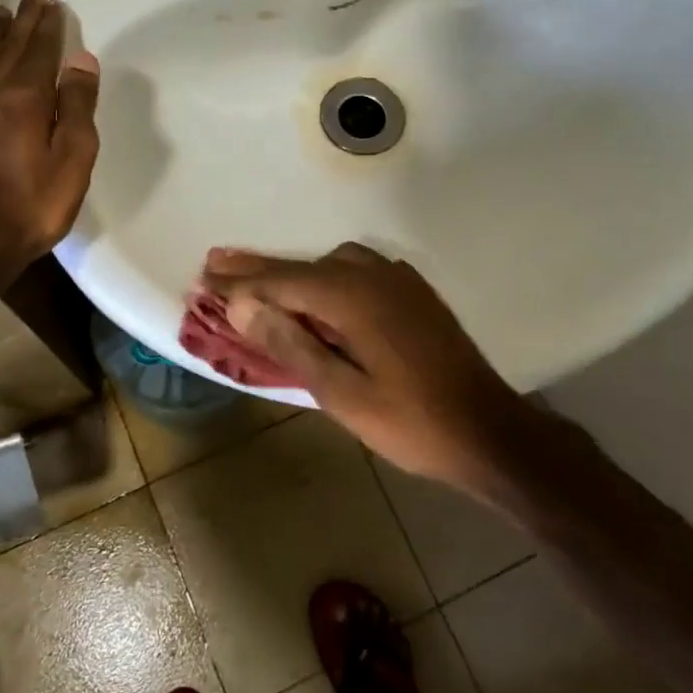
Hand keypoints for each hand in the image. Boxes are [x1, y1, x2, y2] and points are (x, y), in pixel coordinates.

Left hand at [0, 0, 100, 273]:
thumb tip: (82, 61)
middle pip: (11, 47)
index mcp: (26, 97)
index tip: (53, 3)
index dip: (48, 26)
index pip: (40, 50)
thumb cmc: (33, 202)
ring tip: (0, 12)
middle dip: (23, 20)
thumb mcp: (72, 158)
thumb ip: (78, 107)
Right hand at [203, 243, 532, 487]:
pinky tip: (318, 292)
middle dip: (257, 269)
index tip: (203, 280)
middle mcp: (372, 274)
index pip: (280, 282)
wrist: (489, 430)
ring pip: (329, 265)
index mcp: (351, 296)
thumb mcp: (341, 394)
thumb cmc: (410, 422)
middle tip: (215, 263)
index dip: (239, 284)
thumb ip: (291, 345)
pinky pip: (356, 270)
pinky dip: (325, 276)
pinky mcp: (412, 291)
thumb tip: (243, 307)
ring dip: (292, 272)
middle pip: (301, 267)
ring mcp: (397, 279)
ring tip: (257, 281)